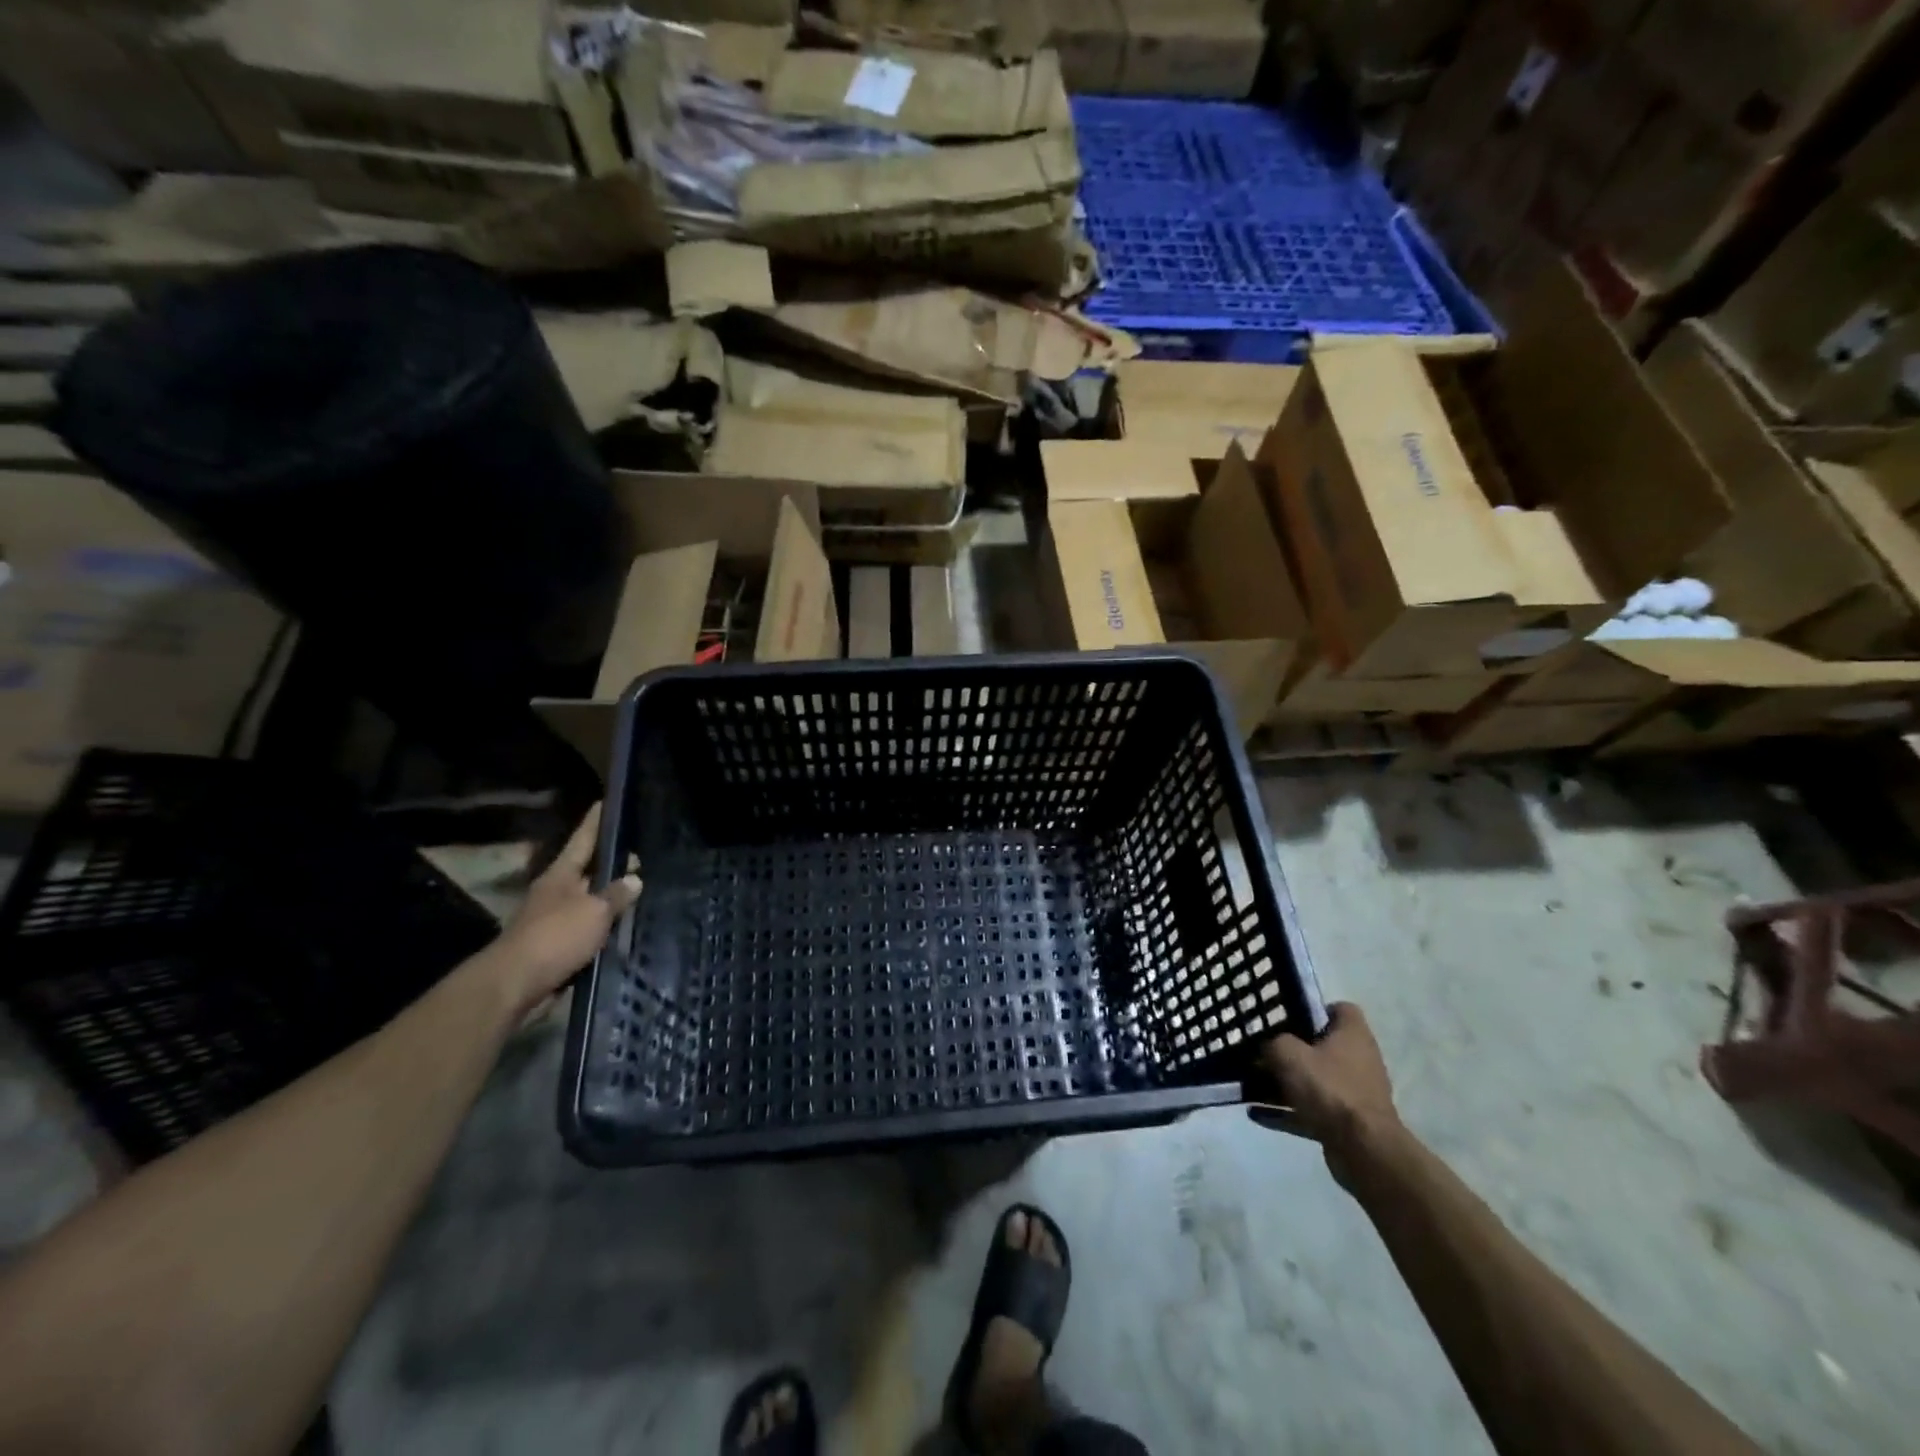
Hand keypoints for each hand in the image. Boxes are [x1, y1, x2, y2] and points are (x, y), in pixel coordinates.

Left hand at [492, 803, 640, 1015]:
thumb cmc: (555, 937)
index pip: (583, 840)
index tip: (605, 802)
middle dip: (612, 862)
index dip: (595, 822)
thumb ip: (616, 894)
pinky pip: (588, 928)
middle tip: (641, 854)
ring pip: (589, 900)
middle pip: (588, 870)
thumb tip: (634, 878)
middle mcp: (556, 892)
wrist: (515, 985)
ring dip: (610, 896)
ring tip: (639, 889)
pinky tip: (623, 925)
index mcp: (561, 875)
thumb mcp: (594, 911)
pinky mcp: (558, 947)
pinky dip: (604, 924)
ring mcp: (554, 920)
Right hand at [1260, 1002, 1399, 1186]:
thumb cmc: (1328, 1087)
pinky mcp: (1348, 1122)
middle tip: (1261, 1050)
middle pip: (1322, 1046)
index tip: (1286, 1016)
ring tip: (1251, 1085)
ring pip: (1315, 1080)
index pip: (1339, 1009)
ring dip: (1285, 1083)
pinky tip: (1257, 1114)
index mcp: (1353, 1034)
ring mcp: (1355, 1093)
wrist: (1362, 1149)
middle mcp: (1359, 1060)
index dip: (1313, 1009)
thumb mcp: (1287, 1053)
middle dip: (1291, 1049)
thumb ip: (1272, 1043)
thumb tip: (1266, 1048)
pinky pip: (1312, 1110)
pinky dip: (1287, 1112)